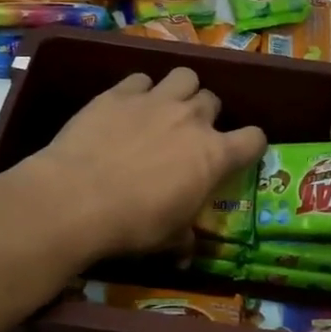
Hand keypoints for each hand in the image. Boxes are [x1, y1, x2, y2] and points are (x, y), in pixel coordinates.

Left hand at [21, 68, 267, 260]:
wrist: (77, 198)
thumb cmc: (133, 224)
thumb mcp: (167, 239)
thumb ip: (184, 239)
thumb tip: (187, 255)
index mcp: (214, 155)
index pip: (254, 138)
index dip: (250, 145)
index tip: (239, 154)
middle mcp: (191, 119)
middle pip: (213, 100)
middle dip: (206, 115)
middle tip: (188, 135)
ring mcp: (155, 100)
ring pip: (184, 76)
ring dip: (180, 90)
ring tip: (164, 108)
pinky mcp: (119, 93)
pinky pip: (140, 79)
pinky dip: (139, 90)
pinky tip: (126, 107)